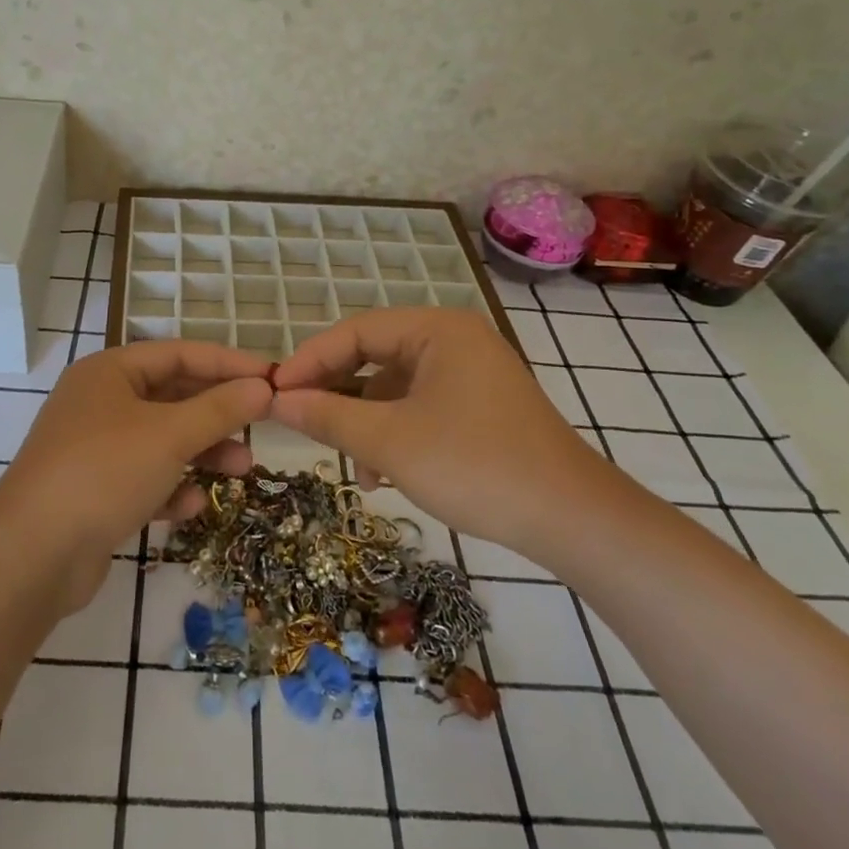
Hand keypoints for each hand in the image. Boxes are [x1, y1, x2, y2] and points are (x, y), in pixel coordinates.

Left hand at [0, 341, 273, 609]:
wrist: (33, 555)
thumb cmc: (104, 472)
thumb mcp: (170, 435)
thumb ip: (219, 409)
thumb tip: (262, 387)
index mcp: (110, 371)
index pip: (180, 353)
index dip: (228, 364)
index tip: (272, 378)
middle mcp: (101, 402)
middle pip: (173, 397)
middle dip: (218, 415)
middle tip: (261, 426)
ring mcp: (95, 448)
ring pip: (162, 440)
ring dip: (202, 453)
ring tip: (242, 471)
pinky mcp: (95, 491)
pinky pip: (145, 478)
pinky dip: (171, 488)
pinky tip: (191, 507)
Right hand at [268, 308, 606, 564]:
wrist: (573, 520)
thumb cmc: (475, 466)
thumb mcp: (391, 442)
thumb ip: (329, 416)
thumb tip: (277, 401)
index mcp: (436, 329)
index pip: (355, 331)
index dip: (310, 360)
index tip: (275, 393)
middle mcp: (454, 339)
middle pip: (375, 356)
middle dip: (337, 394)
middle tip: (302, 423)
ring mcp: (471, 373)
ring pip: (396, 387)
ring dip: (366, 422)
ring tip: (353, 466)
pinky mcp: (481, 406)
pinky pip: (421, 406)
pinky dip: (396, 433)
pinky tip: (385, 474)